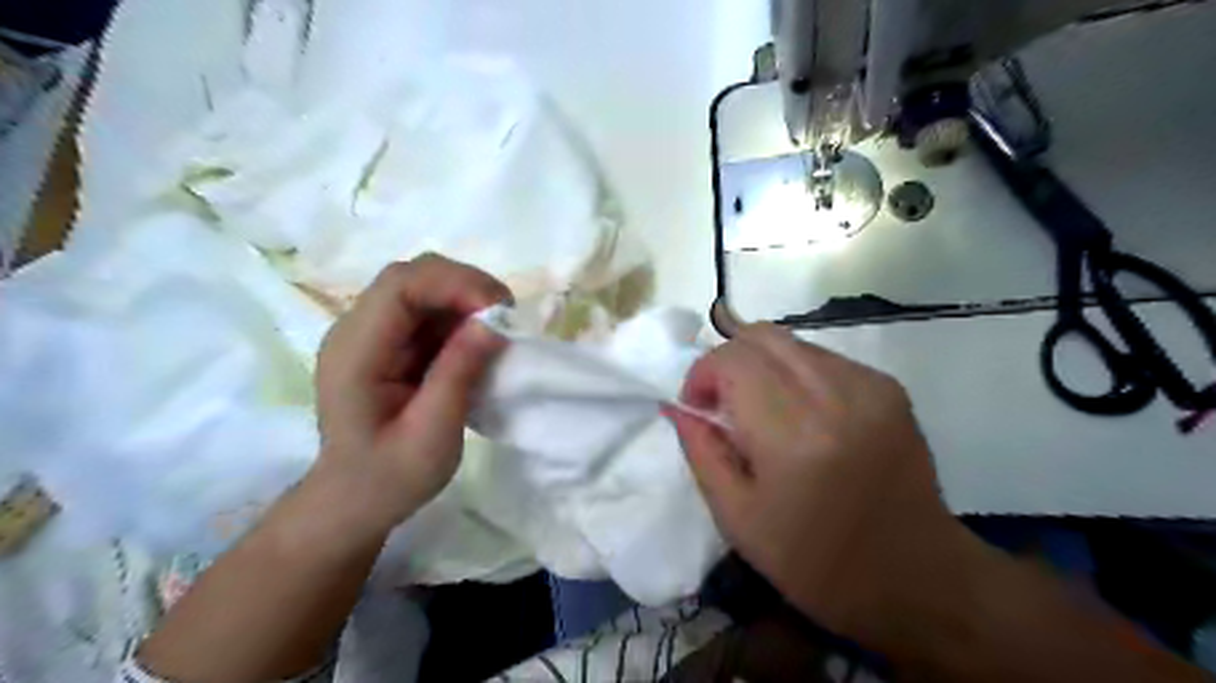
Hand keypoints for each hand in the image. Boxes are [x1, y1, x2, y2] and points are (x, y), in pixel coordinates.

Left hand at [312, 253, 508, 531]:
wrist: (354, 501)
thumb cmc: (390, 477)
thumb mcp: (432, 435)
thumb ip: (458, 375)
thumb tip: (493, 324)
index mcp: (356, 351)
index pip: (401, 285)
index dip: (455, 283)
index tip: (499, 311)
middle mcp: (356, 331)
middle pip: (412, 277)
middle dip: (465, 286)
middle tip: (506, 317)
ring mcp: (371, 334)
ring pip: (423, 289)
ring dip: (466, 301)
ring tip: (499, 332)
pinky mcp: (388, 343)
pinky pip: (428, 313)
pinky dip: (460, 319)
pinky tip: (478, 343)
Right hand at [669, 322, 974, 643]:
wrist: (916, 578)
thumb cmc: (815, 562)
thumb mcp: (737, 517)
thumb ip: (700, 450)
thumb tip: (677, 404)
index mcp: (793, 433)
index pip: (732, 358)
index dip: (703, 375)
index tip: (701, 410)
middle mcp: (835, 394)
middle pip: (761, 335)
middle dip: (729, 362)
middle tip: (726, 407)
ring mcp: (868, 385)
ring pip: (791, 343)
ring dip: (762, 368)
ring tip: (765, 415)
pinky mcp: (889, 387)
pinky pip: (822, 359)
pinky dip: (796, 376)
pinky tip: (803, 418)